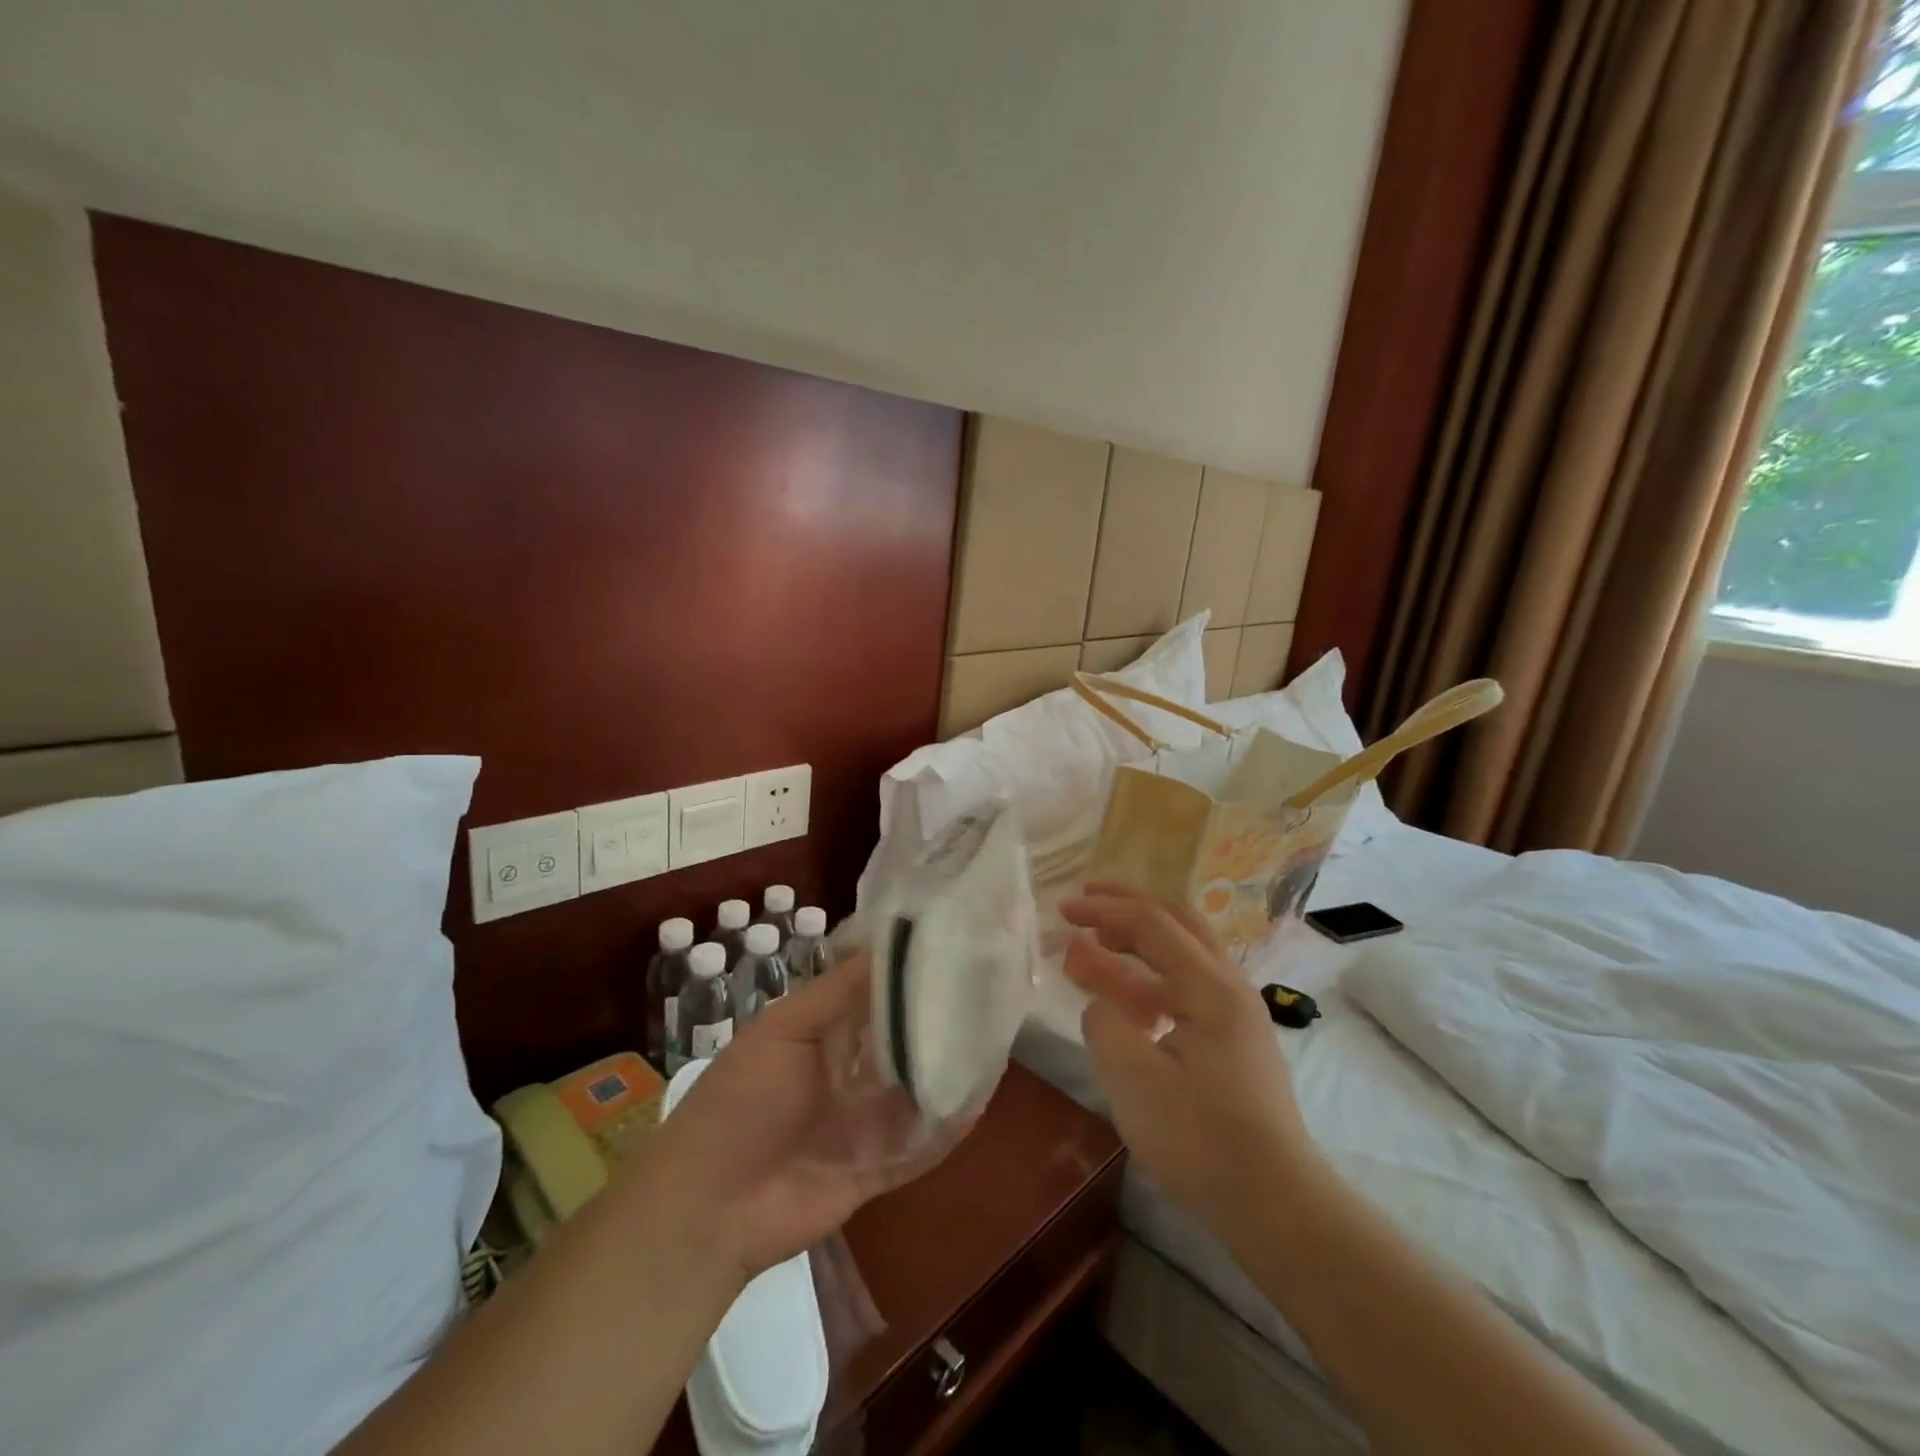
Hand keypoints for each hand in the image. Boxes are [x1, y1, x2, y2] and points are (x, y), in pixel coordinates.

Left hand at [640, 952, 960, 1282]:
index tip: (953, 945)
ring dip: (947, 1069)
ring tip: (995, 1037)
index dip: (909, 973)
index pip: (876, 993)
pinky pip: (919, 1144)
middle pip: (903, 1040)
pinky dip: (946, 1127)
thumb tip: (891, 945)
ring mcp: (864, 1122)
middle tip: (988, 989)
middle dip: (937, 1019)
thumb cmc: (742, 1101)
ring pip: (917, 1089)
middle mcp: (849, 1071)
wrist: (709, 1208)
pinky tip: (978, 1101)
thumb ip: (838, 992)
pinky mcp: (876, 1167)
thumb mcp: (784, 1030)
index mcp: (824, 1032)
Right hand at [1060, 885, 1320, 1242]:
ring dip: (1141, 937)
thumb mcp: (1135, 1080)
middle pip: (1177, 921)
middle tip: (1086, 900)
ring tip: (1100, 940)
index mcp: (1210, 987)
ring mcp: (1237, 1012)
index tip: (1063, 912)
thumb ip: (1105, 1024)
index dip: (1103, 910)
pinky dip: (1154, 974)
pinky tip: (1130, 996)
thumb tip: (1101, 1002)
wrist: (1277, 1204)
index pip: (1151, 923)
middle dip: (1128, 904)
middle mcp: (1230, 986)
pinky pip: (1190, 984)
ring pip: (1186, 951)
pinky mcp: (1235, 1038)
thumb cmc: (1202, 1140)